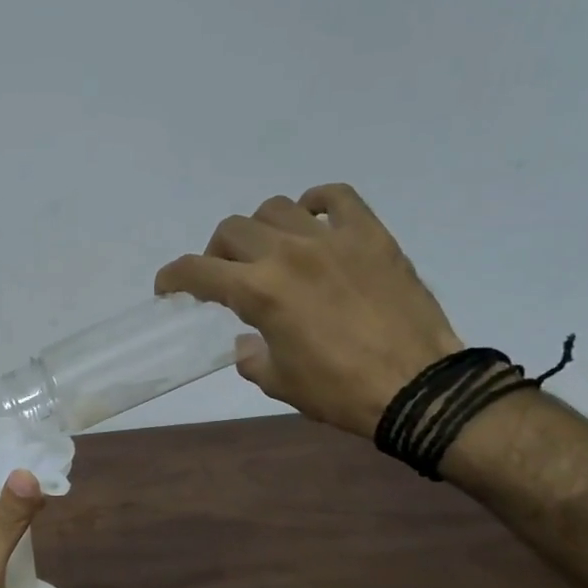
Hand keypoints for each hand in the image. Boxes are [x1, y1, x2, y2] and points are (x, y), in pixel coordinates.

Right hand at [156, 185, 462, 438]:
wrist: (419, 387)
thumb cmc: (339, 390)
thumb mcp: (279, 382)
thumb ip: (251, 356)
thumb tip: (248, 341)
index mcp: (259, 291)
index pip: (197, 270)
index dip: (173, 277)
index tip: (168, 288)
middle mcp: (288, 254)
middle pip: (231, 230)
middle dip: (216, 254)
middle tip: (225, 276)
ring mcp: (331, 238)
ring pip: (275, 208)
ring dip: (260, 229)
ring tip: (269, 251)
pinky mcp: (370, 235)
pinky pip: (336, 197)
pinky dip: (316, 202)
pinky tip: (313, 221)